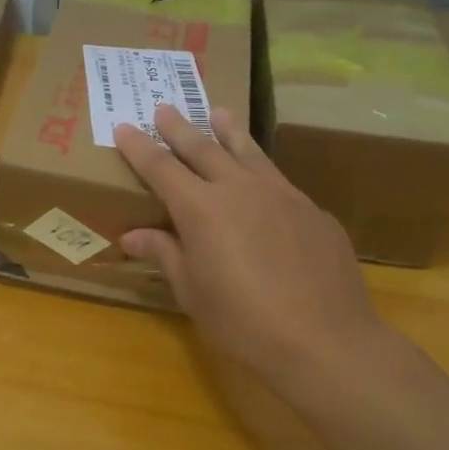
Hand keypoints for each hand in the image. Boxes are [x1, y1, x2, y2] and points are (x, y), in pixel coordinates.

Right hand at [112, 105, 399, 395]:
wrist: (325, 341)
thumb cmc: (244, 323)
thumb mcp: (192, 292)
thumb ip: (165, 254)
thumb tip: (132, 235)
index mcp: (202, 209)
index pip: (161, 167)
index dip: (139, 147)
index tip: (124, 126)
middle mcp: (240, 190)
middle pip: (203, 148)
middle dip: (180, 128)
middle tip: (165, 107)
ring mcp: (282, 196)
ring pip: (249, 152)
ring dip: (229, 131)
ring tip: (219, 112)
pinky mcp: (313, 211)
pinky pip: (280, 182)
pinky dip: (261, 172)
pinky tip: (263, 182)